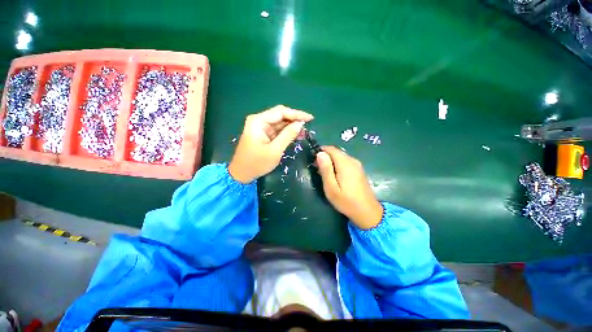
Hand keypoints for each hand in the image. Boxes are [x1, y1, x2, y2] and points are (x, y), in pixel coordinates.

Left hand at [229, 105, 313, 182]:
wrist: (241, 174)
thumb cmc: (257, 163)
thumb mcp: (275, 150)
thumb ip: (288, 135)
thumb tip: (300, 124)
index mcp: (258, 121)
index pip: (281, 112)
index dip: (297, 114)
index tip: (310, 118)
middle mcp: (259, 121)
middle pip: (280, 115)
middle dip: (294, 120)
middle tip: (308, 125)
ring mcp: (261, 128)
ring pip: (280, 123)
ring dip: (292, 126)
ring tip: (304, 131)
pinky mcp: (263, 135)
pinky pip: (277, 130)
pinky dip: (287, 132)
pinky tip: (296, 135)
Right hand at [316, 146, 382, 229]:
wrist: (367, 211)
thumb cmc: (346, 201)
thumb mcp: (331, 187)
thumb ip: (325, 169)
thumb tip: (320, 153)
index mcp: (345, 163)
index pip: (331, 149)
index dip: (321, 151)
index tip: (313, 160)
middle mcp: (352, 160)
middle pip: (336, 152)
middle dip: (325, 157)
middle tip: (317, 168)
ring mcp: (357, 165)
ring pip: (341, 157)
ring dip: (331, 161)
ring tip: (324, 173)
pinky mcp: (359, 170)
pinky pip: (346, 162)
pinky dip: (337, 164)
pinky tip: (335, 175)